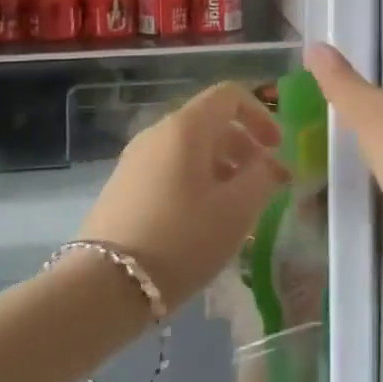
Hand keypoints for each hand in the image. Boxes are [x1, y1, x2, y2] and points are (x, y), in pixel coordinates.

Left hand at [77, 81, 287, 311]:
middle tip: (265, 184)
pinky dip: (196, 181)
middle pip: (210, 122)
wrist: (105, 286)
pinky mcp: (123, 187)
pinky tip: (204, 219)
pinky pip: (170, 169)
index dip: (260, 115)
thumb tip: (267, 163)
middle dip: (244, 147)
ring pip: (190, 148)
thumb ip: (262, 177)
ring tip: (237, 207)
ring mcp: (135, 159)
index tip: (277, 149)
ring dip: (222, 167)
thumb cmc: (183, 239)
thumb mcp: (237, 210)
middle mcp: (157, 133)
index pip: (229, 95)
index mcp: (186, 127)